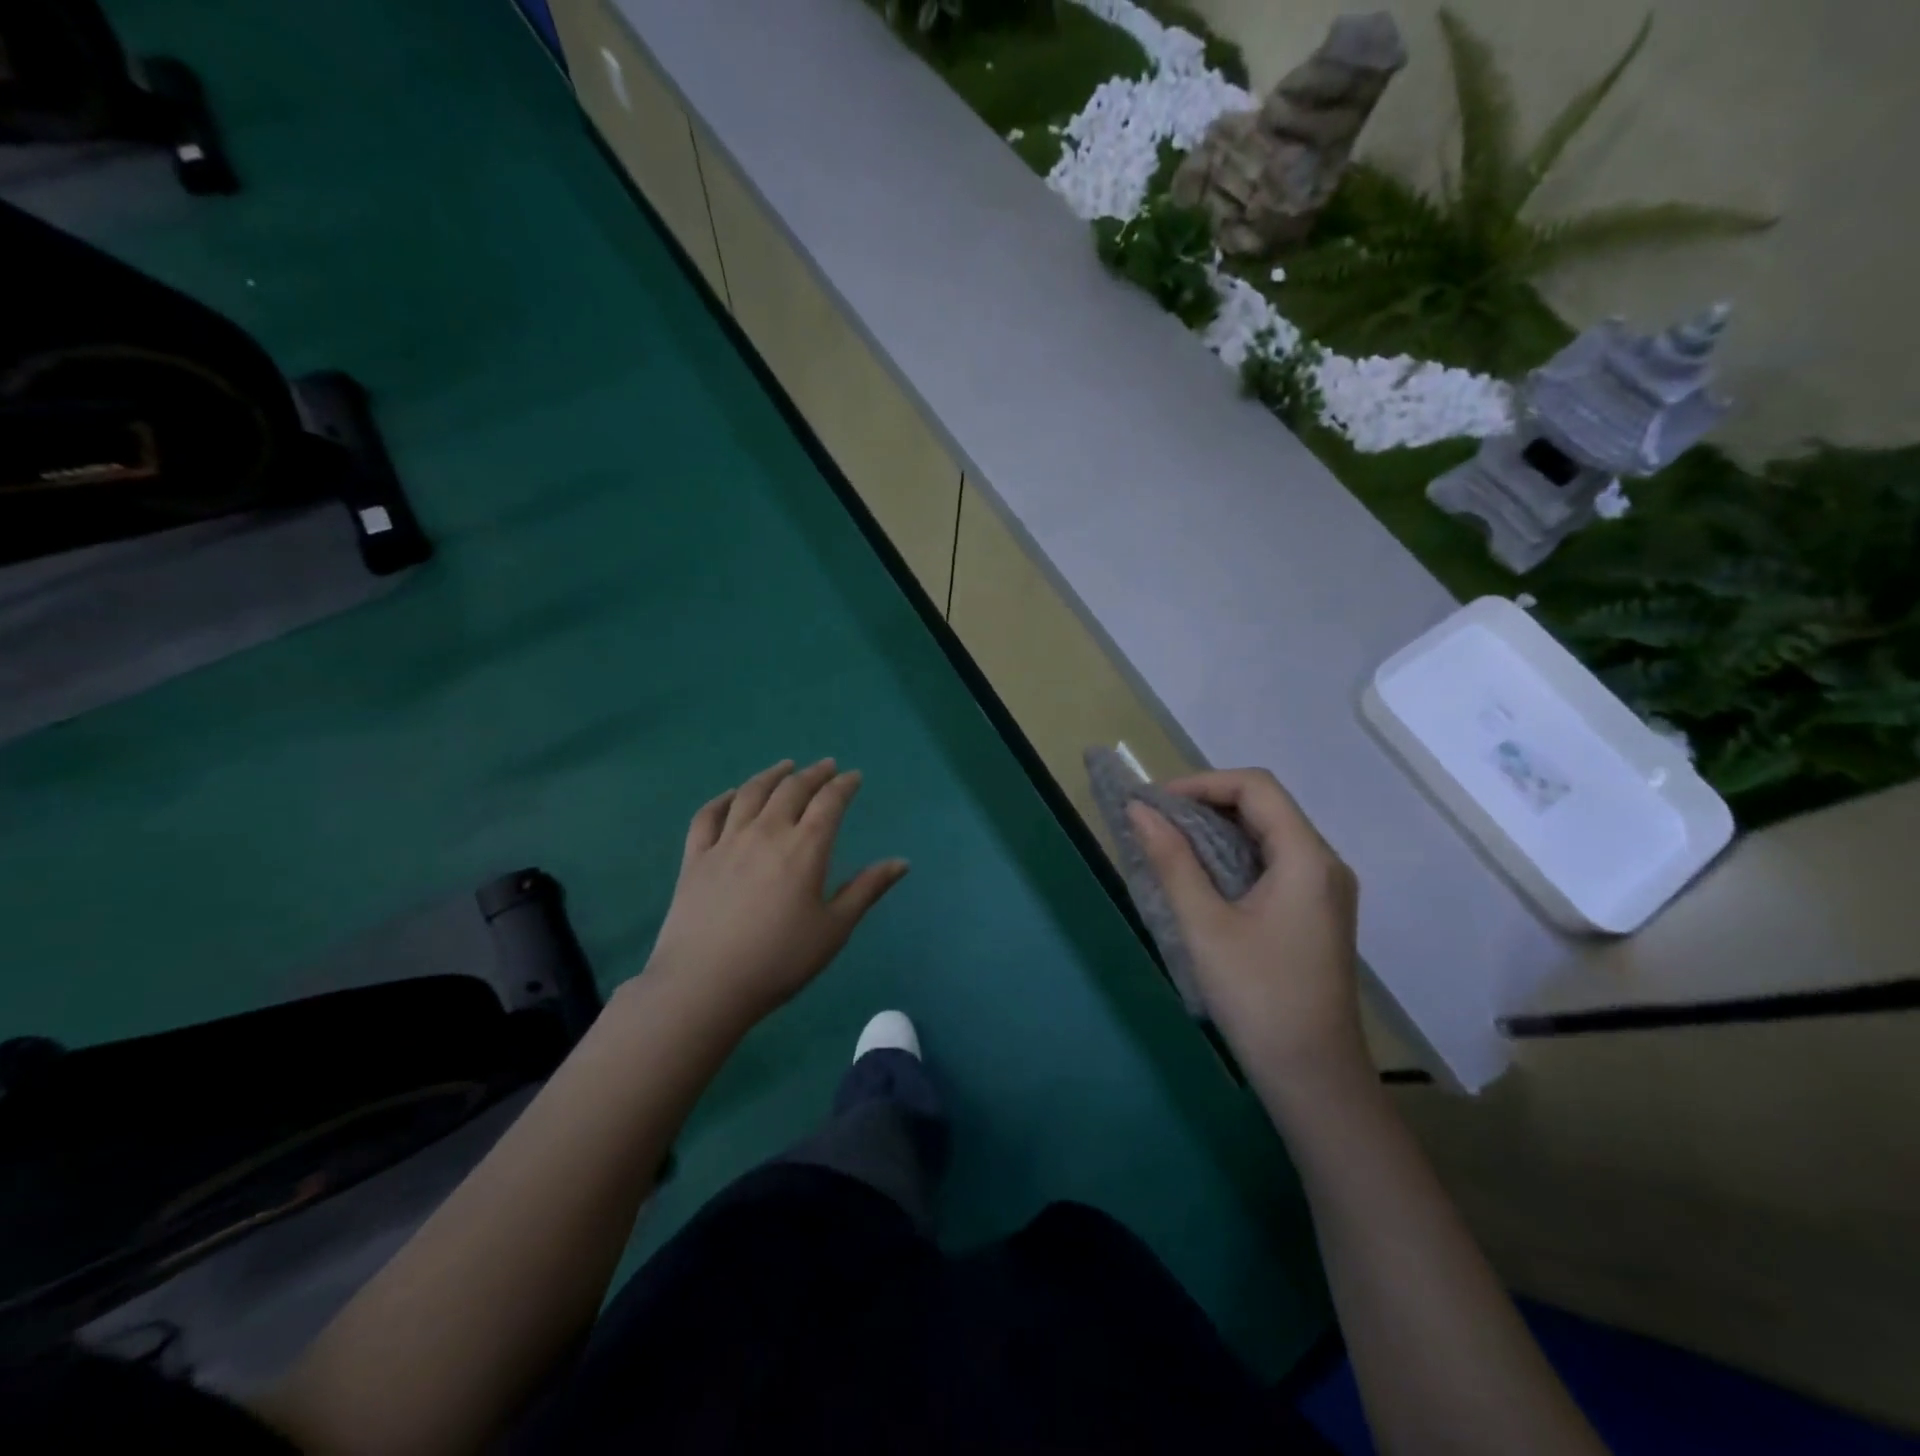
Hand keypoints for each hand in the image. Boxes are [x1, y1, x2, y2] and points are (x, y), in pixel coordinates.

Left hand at [644, 759, 908, 1029]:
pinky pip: (709, 815)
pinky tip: (732, 794)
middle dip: (813, 774)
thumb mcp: (834, 929)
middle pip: (791, 789)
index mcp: (804, 848)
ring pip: (750, 793)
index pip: (829, 802)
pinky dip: (724, 798)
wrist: (704, 985)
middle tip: (826, 767)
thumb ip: (866, 890)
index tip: (854, 777)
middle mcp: (766, 832)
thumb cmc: (779, 960)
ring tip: (785, 767)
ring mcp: (726, 841)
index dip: (844, 785)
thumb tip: (901, 862)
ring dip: (772, 775)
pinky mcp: (695, 857)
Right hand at [1128, 768, 1367, 1097]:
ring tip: (1168, 843)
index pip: (1256, 787)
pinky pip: (1273, 862)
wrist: (1314, 1078)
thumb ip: (1172, 861)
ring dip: (1217, 830)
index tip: (1154, 803)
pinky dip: (1233, 856)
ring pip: (1268, 834)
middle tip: (1154, 821)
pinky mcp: (1316, 912)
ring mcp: (1324, 889)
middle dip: (1206, 803)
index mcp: (1306, 859)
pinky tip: (1200, 875)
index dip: (1201, 783)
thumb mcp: (1204, 926)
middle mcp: (1324, 864)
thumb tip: (1139, 810)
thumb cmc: (1258, 998)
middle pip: (1264, 806)